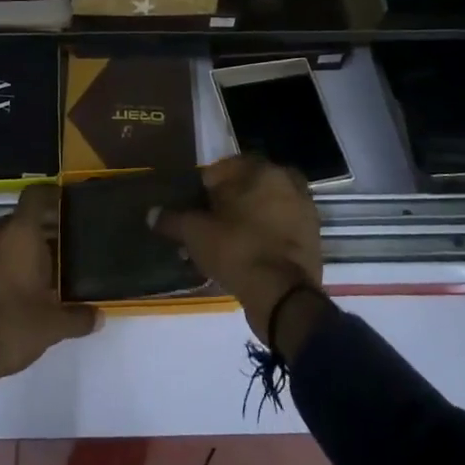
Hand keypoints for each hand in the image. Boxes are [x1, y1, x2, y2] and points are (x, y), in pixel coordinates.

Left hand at [0, 184, 99, 428]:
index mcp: (20, 234)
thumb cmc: (11, 329)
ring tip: (16, 274)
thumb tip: (100, 317)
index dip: (49, 196)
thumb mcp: (52, 327)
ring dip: (4, 249)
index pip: (35, 196)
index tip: (61, 206)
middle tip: (46, 257)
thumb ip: (78, 317)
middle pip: (15, 220)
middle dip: (30, 234)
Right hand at [149, 155, 325, 349]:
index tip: (196, 204)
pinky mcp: (312, 237)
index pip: (226, 167)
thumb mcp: (196, 234)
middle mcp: (287, 182)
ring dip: (248, 218)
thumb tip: (152, 213)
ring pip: (266, 207)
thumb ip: (173, 219)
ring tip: (226, 241)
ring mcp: (304, 209)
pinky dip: (265, 235)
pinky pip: (281, 227)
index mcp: (262, 171)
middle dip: (229, 201)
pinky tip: (247, 253)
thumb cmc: (237, 250)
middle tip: (210, 221)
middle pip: (248, 186)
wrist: (283, 296)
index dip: (207, 185)